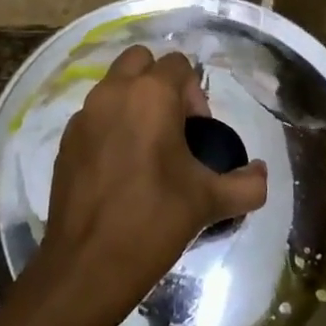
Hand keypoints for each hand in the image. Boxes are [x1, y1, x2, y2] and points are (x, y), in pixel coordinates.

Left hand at [0, 46, 267, 325]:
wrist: (88, 265)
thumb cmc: (154, 221)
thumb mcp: (210, 202)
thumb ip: (246, 184)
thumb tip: (260, 173)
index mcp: (151, 95)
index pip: (178, 64)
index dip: (194, 93)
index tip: (198, 132)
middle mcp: (114, 92)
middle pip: (140, 60)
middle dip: (159, 82)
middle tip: (173, 127)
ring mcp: (84, 114)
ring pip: (113, 85)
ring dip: (133, 101)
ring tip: (147, 149)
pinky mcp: (65, 139)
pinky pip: (94, 115)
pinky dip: (110, 126)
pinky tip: (120, 168)